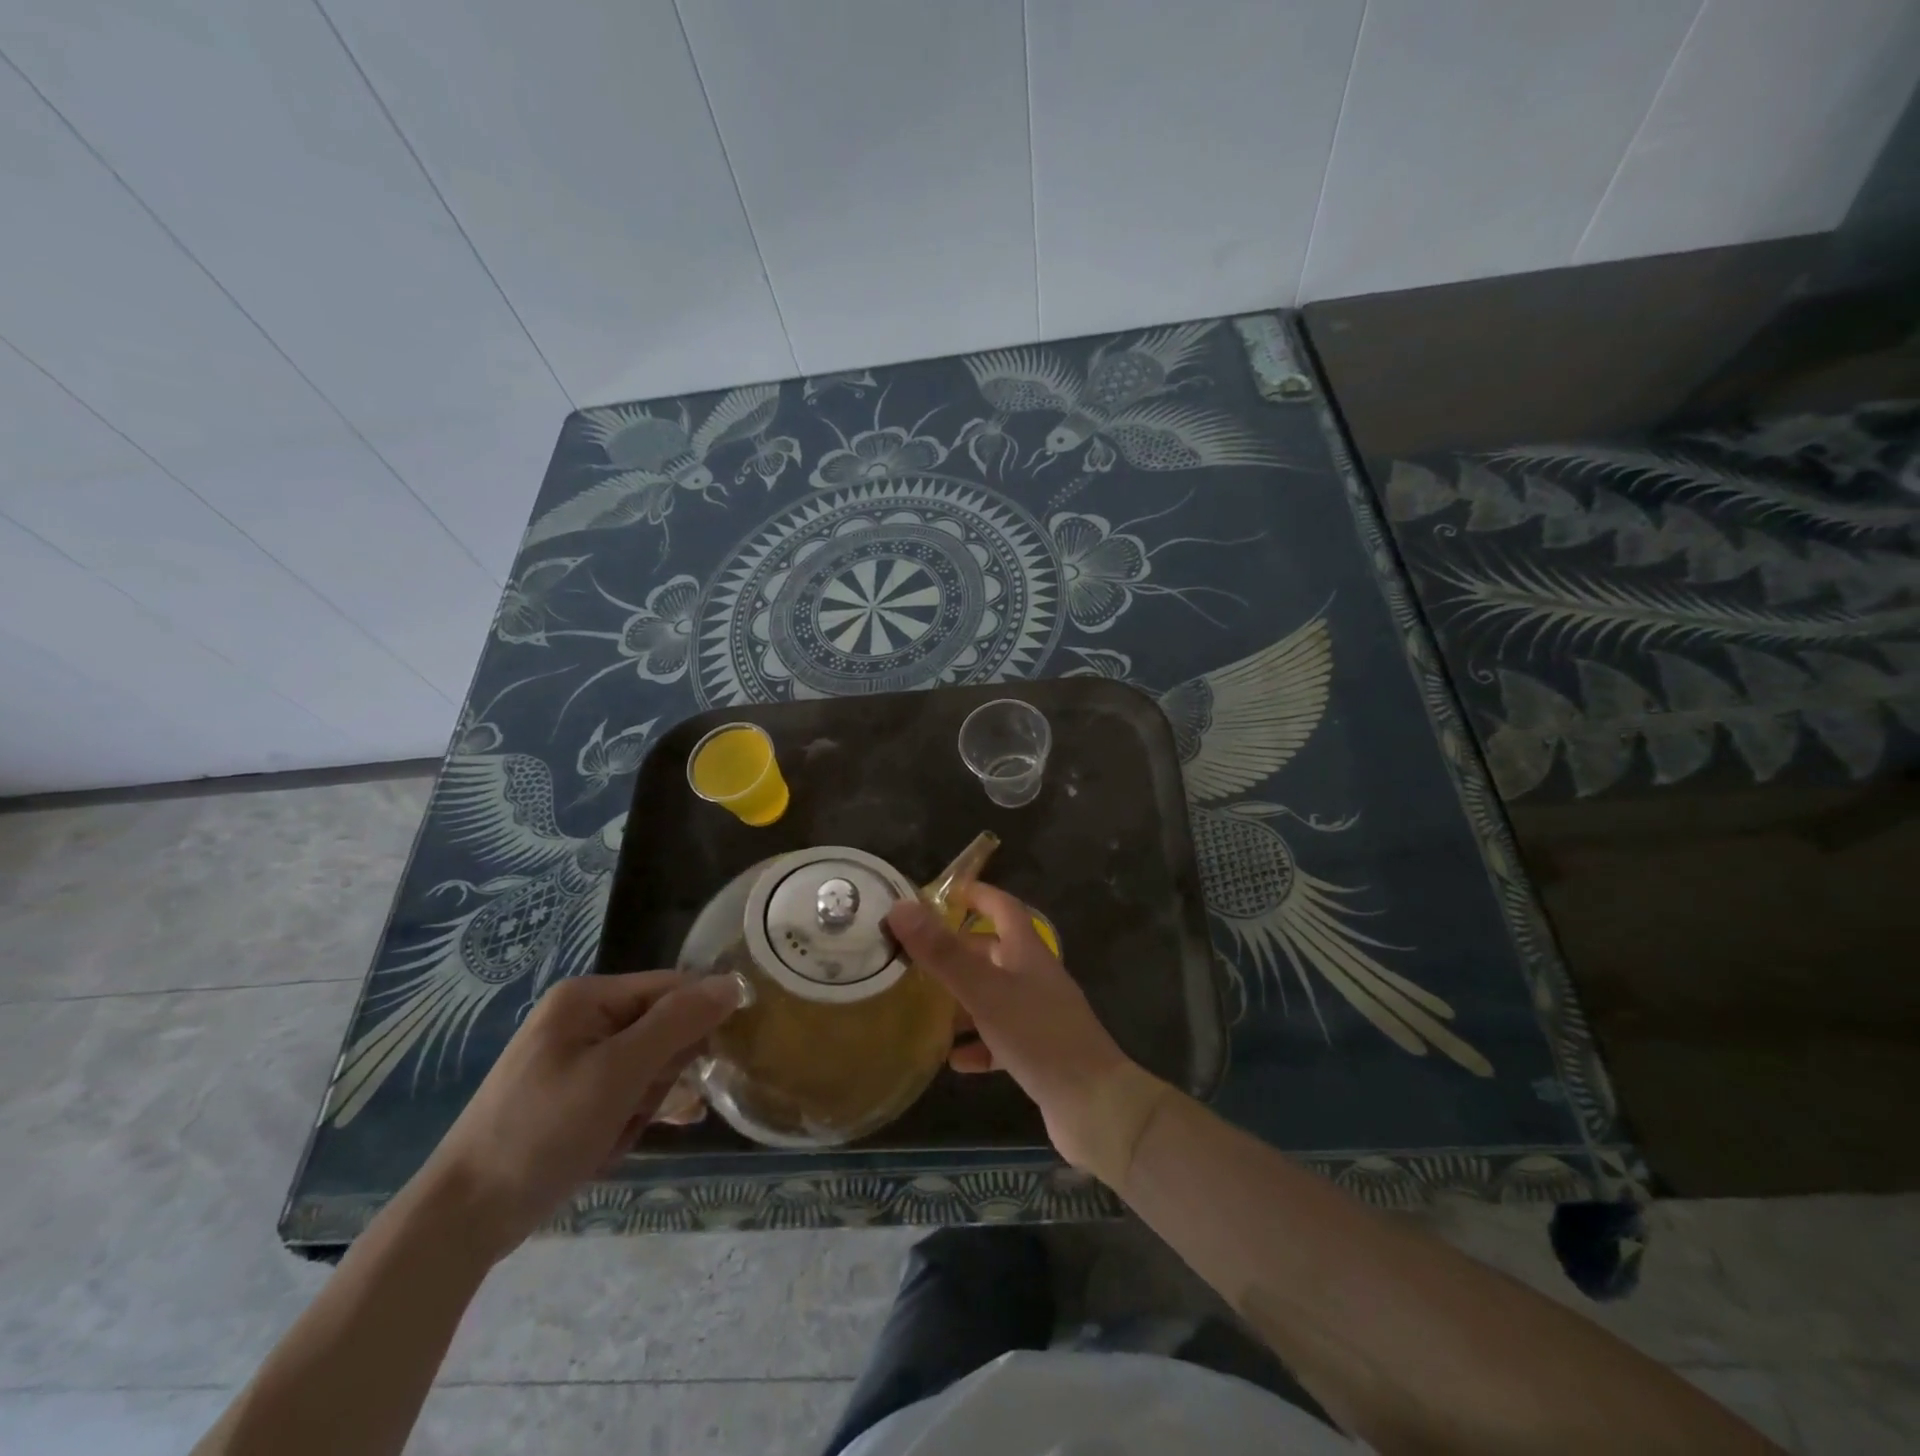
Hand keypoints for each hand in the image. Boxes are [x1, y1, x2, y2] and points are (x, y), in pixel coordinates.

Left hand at [412, 971, 741, 1259]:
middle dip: (662, 1075)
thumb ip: (679, 1023)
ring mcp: (576, 1056)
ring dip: (645, 1103)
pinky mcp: (572, 1093)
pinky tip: (615, 1145)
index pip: (673, 988)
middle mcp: (584, 1017)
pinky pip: (625, 1091)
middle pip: (663, 1027)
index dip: (698, 1022)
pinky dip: (628, 1118)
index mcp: (589, 997)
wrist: (462, 1219)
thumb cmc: (543, 1133)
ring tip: (615, 1135)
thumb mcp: (619, 1073)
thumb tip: (735, 982)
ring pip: (648, 1065)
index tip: (706, 1067)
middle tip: (637, 1109)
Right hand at [886, 884, 1132, 1170]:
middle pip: (994, 952)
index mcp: (1028, 952)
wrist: (1095, 1105)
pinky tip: (953, 1060)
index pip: (1003, 908)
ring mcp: (1039, 1017)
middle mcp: (1035, 978)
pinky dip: (977, 1045)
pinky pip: (1000, 1040)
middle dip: (958, 950)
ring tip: (923, 1006)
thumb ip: (943, 953)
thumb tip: (902, 907)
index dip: (977, 895)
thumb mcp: (985, 991)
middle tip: (916, 955)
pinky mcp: (1038, 1053)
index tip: (942, 893)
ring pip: (994, 996)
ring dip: (962, 1000)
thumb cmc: (1039, 1036)